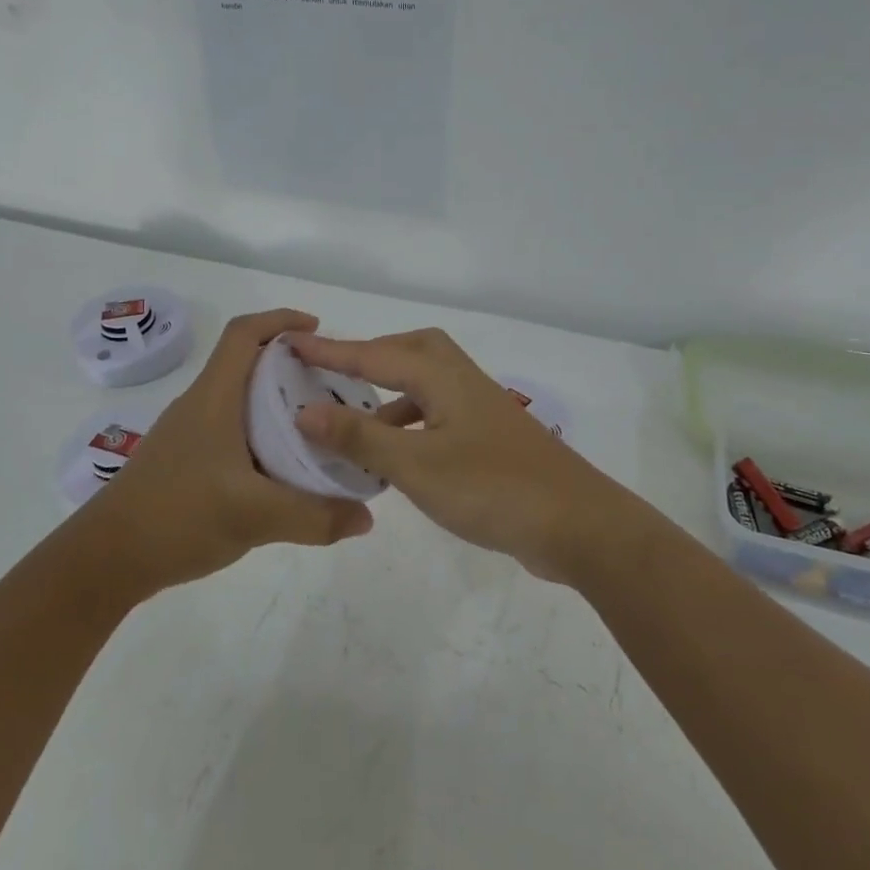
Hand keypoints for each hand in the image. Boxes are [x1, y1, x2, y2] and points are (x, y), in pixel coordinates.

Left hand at [80, 308, 374, 597]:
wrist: (106, 559)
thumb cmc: (177, 517)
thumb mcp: (255, 517)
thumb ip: (315, 516)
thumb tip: (368, 516)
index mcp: (214, 398)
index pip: (243, 334)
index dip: (279, 320)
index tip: (317, 330)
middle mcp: (200, 405)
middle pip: (246, 364)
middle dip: (290, 364)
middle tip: (332, 386)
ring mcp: (189, 433)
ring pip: (239, 400)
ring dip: (276, 402)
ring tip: (317, 426)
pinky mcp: (185, 460)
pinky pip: (232, 430)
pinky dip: (261, 433)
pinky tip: (281, 468)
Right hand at [290, 328, 625, 581]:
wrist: (578, 526)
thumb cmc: (492, 489)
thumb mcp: (416, 465)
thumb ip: (359, 437)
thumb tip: (306, 409)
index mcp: (442, 377)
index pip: (374, 354)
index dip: (330, 351)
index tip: (291, 342)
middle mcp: (463, 382)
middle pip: (413, 350)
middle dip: (371, 357)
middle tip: (336, 375)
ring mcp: (482, 411)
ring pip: (427, 385)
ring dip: (390, 396)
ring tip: (354, 424)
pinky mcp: (491, 440)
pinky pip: (439, 415)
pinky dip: (411, 425)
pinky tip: (396, 458)